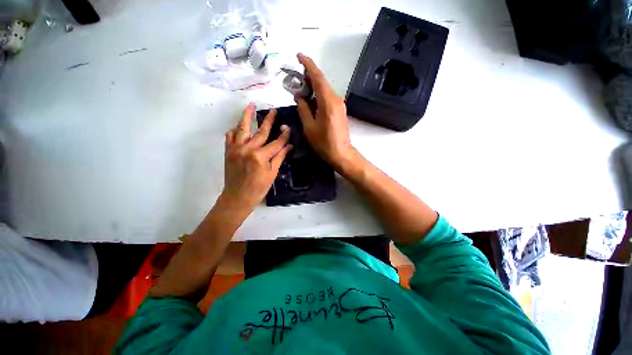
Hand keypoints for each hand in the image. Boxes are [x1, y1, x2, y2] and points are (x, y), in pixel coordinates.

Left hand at [222, 103, 291, 210]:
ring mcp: (236, 148)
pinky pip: (230, 136)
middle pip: (261, 131)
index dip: (284, 135)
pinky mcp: (228, 151)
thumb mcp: (272, 173)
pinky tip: (238, 126)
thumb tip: (289, 146)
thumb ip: (279, 157)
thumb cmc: (258, 188)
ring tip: (251, 105)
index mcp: (260, 157)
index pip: (276, 143)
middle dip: (269, 120)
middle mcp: (248, 149)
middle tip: (273, 111)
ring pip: (242, 128)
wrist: (237, 196)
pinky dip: (235, 130)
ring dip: (247, 116)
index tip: (288, 127)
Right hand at [294, 53, 356, 169]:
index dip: (308, 64)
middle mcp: (336, 99)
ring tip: (300, 90)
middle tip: (295, 79)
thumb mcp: (309, 127)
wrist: (341, 153)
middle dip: (308, 77)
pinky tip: (311, 101)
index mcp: (327, 102)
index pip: (317, 77)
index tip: (299, 55)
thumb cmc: (324, 143)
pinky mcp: (340, 110)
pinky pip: (328, 97)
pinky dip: (318, 96)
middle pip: (321, 82)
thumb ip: (303, 108)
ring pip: (324, 90)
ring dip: (313, 87)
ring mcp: (339, 104)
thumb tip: (298, 95)